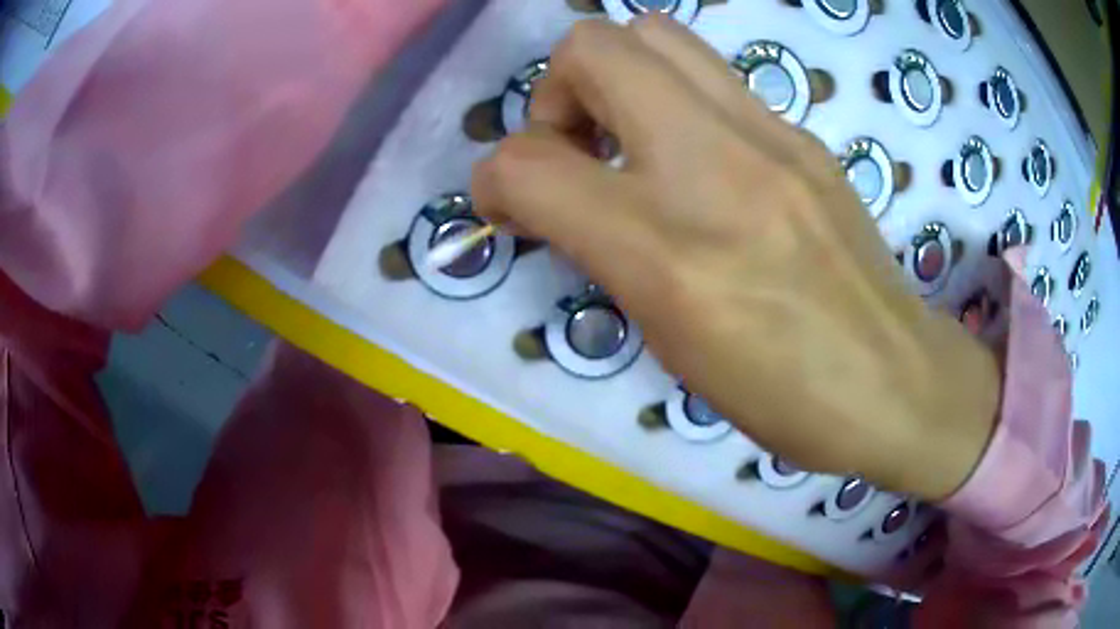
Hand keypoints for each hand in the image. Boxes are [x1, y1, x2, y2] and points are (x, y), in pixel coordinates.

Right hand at [471, 17, 1000, 500]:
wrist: (894, 381)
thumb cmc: (780, 392)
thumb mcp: (670, 339)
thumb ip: (604, 252)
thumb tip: (559, 201)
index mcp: (668, 251)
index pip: (529, 166)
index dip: (493, 179)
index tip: (507, 203)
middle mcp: (715, 166)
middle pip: (593, 46)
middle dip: (557, 90)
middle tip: (578, 151)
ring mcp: (771, 135)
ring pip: (655, 34)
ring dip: (615, 77)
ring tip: (630, 142)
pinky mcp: (803, 134)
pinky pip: (712, 76)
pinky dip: (675, 101)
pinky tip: (698, 160)